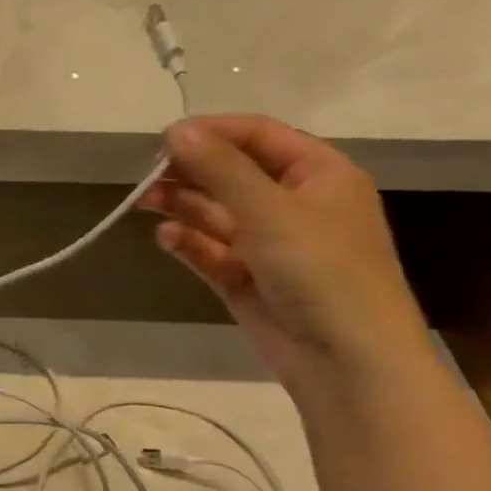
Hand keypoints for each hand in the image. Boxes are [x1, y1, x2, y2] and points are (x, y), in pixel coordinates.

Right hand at [138, 116, 429, 388]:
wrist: (346, 361)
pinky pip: (210, 250)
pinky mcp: (246, 278)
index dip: (211, 132)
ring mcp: (268, 244)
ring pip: (216, 212)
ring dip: (182, 204)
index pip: (258, 136)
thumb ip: (220, 168)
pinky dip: (187, 242)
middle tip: (146, 174)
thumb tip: (176, 130)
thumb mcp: (270, 210)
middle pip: (232, 173)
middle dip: (189, 171)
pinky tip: (164, 238)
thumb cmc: (321, 270)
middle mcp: (293, 204)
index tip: (163, 140)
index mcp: (318, 175)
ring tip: (144, 201)